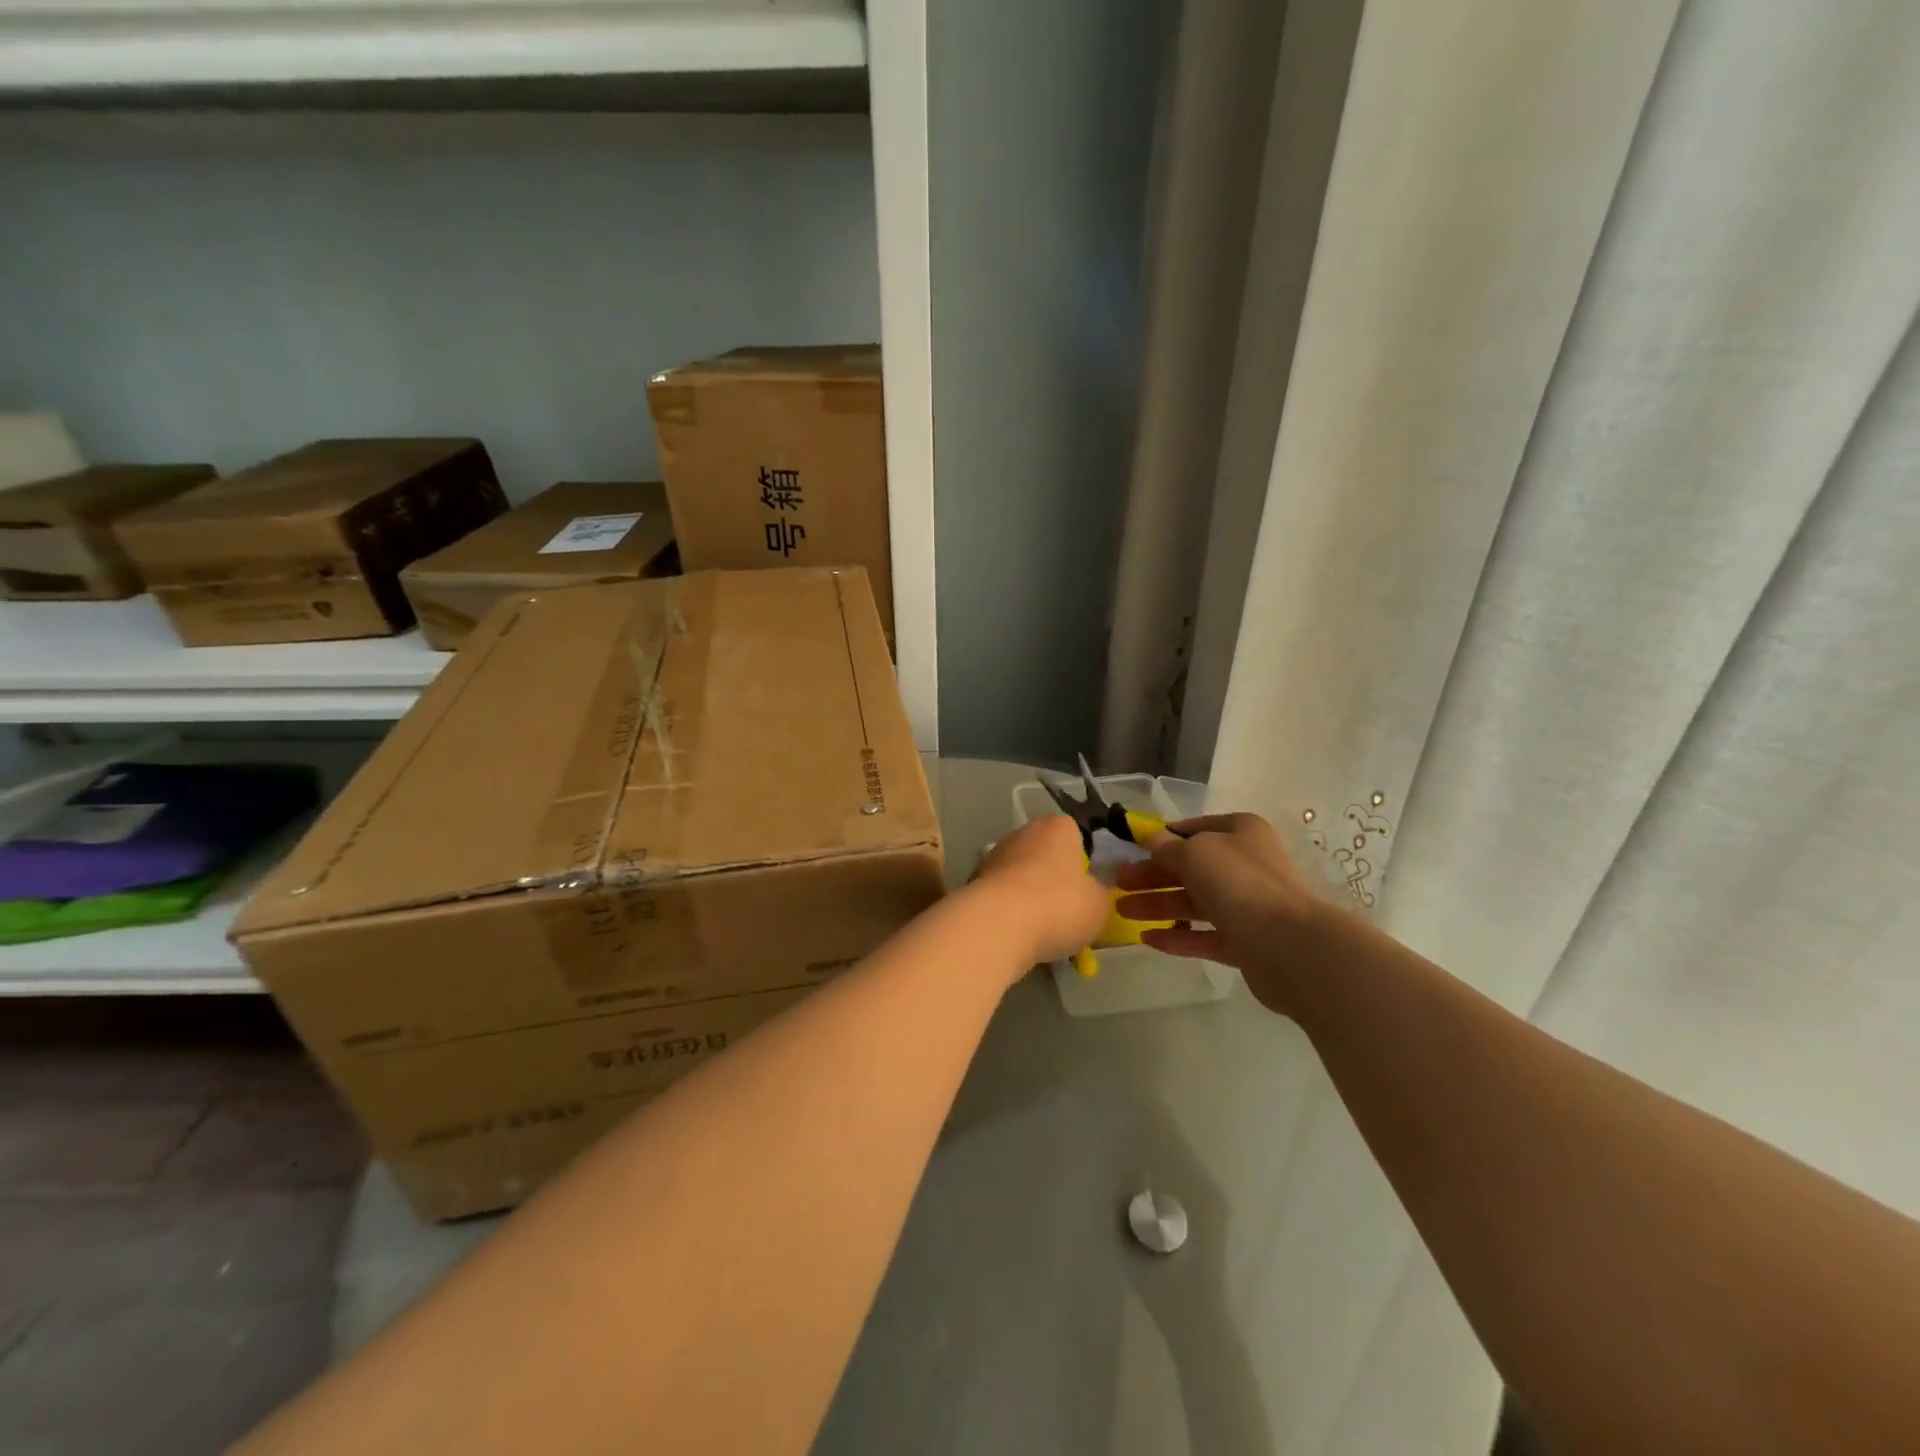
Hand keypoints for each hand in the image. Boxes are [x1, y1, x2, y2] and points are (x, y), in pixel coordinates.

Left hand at [970, 815, 1110, 970]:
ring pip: (1022, 876)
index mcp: (1057, 827)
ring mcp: (995, 856)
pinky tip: (1019, 935)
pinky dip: (1010, 912)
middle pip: (1045, 854)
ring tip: (1044, 931)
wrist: (997, 926)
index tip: (1087, 886)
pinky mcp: (975, 882)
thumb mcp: (1099, 906)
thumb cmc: (1058, 905)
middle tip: (1067, 911)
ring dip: (1031, 897)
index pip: (1075, 833)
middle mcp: (1023, 833)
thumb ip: (1099, 895)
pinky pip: (1003, 896)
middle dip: (1054, 879)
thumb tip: (1091, 894)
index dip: (1083, 859)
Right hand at [1114, 813, 1326, 1012]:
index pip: (1194, 829)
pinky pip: (1206, 936)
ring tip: (1122, 911)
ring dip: (1158, 906)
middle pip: (1190, 868)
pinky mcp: (1247, 942)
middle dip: (1152, 876)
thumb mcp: (1195, 853)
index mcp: (1240, 832)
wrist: (1289, 944)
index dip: (1162, 839)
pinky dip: (1178, 936)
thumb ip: (1168, 848)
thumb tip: (1153, 842)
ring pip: (1195, 903)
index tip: (1132, 848)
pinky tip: (1148, 939)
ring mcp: (1248, 905)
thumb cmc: (1238, 882)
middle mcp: (1246, 865)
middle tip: (1118, 883)